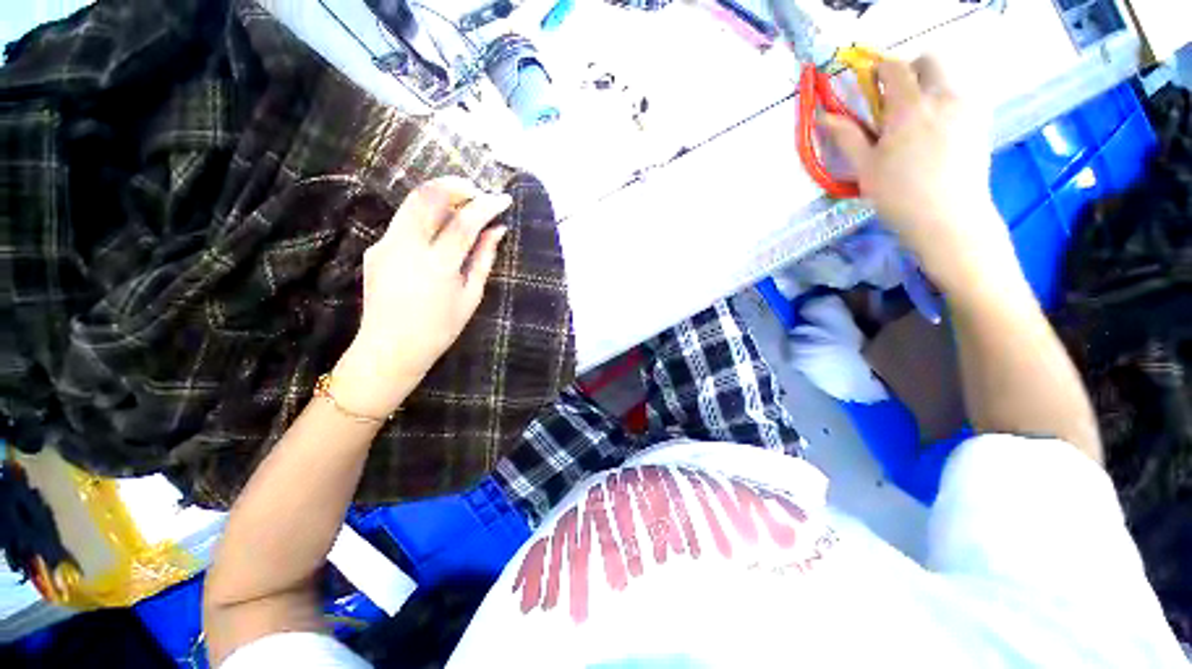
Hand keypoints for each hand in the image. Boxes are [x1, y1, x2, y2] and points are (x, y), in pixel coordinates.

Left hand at [333, 177, 511, 418]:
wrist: (391, 348)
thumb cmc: (440, 328)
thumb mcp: (470, 296)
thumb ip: (484, 259)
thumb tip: (497, 230)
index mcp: (437, 266)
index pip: (464, 223)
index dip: (486, 206)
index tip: (503, 199)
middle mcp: (406, 248)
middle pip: (427, 197)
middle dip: (455, 186)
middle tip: (476, 192)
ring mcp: (385, 245)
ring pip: (411, 203)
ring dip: (439, 197)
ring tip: (462, 206)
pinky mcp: (376, 248)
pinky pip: (404, 221)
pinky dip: (426, 216)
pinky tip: (439, 230)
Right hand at [821, 56, 1016, 290]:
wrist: (949, 218)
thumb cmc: (899, 195)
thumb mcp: (865, 167)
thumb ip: (847, 136)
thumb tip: (824, 115)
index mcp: (909, 107)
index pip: (895, 68)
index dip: (880, 70)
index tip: (871, 84)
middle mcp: (943, 97)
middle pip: (930, 60)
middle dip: (911, 70)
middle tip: (897, 98)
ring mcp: (966, 107)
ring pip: (949, 76)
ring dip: (930, 85)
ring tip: (917, 119)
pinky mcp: (980, 121)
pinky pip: (962, 95)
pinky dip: (946, 101)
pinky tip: (937, 130)